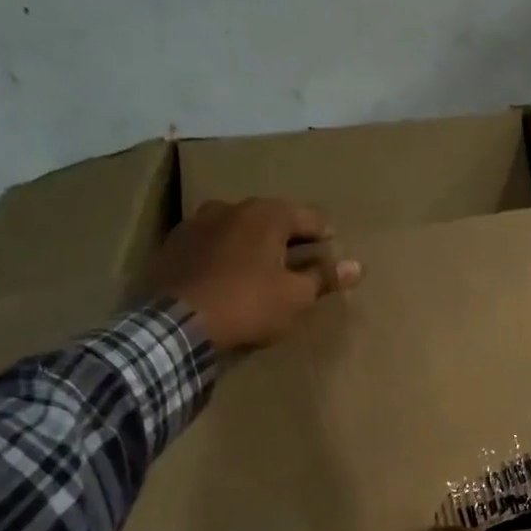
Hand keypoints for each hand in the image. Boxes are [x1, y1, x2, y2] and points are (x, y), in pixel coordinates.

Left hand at [147, 198, 361, 349]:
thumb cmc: (248, 305)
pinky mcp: (173, 244)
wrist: (175, 324)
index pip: (310, 217)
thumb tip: (357, 266)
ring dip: (254, 245)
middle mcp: (231, 206)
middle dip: (288, 239)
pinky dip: (225, 255)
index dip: (326, 237)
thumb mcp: (295, 296)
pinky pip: (212, 244)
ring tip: (262, 273)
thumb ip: (324, 277)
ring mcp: (197, 222)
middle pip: (272, 219)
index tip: (332, 257)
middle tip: (300, 266)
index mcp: (266, 214)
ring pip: (239, 229)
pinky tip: (228, 279)